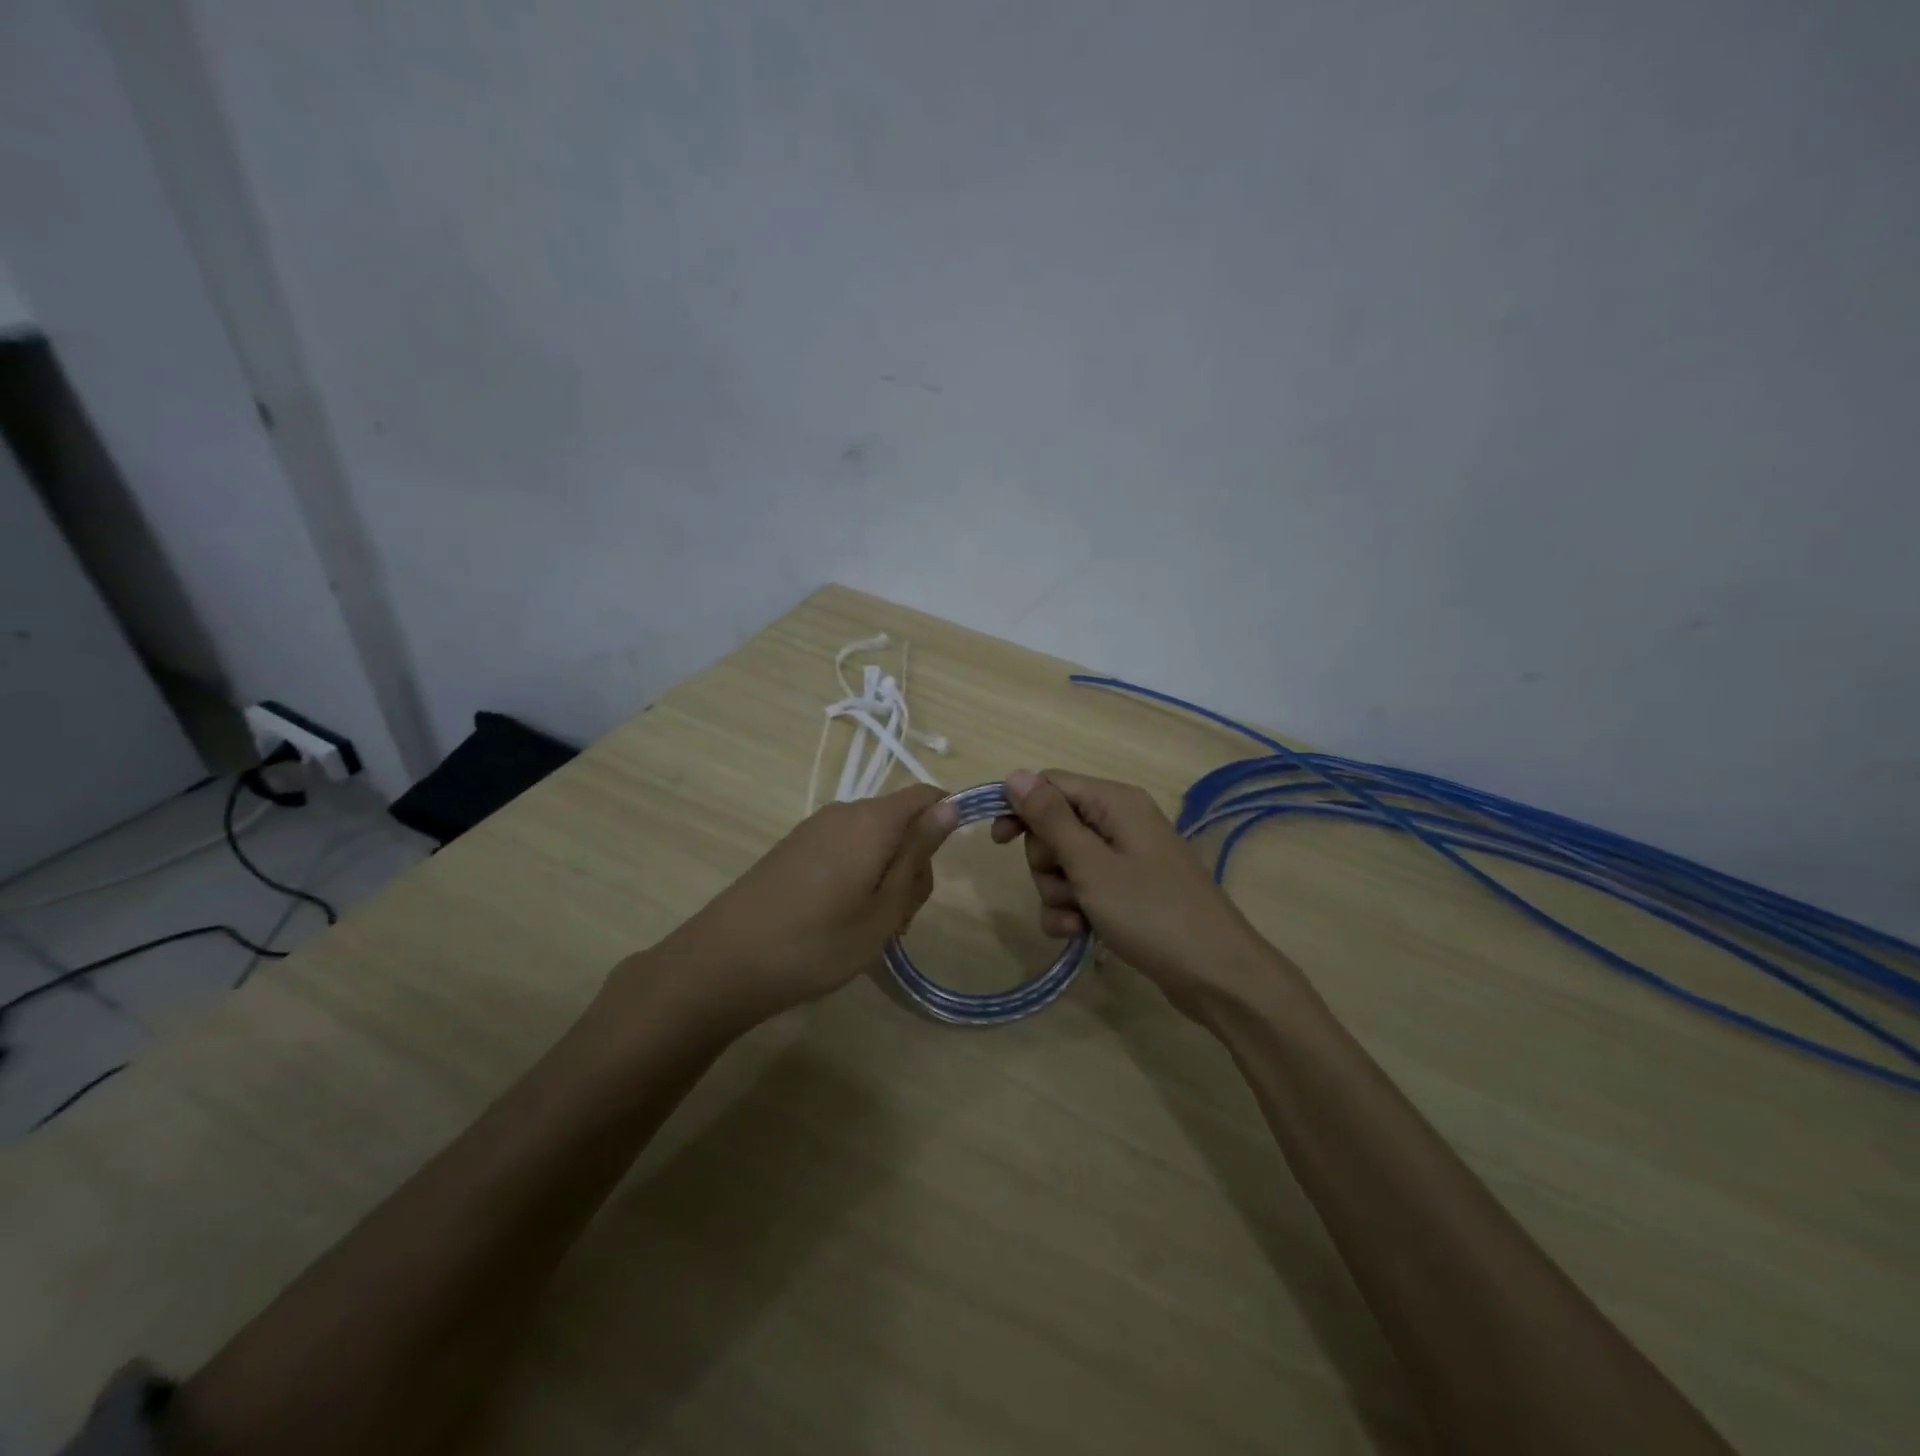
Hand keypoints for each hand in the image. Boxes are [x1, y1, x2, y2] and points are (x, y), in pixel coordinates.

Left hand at [623, 784, 957, 1033]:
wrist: (724, 963)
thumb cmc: (818, 942)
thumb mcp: (884, 908)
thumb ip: (918, 853)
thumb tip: (949, 806)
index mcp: (871, 820)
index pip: (927, 796)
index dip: (947, 822)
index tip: (946, 868)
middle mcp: (843, 813)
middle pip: (901, 823)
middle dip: (913, 865)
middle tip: (899, 919)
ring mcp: (814, 830)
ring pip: (873, 841)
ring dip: (886, 879)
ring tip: (870, 930)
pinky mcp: (794, 850)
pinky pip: (845, 851)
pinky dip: (858, 879)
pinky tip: (841, 921)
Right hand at [992, 769, 1294, 1022]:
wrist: (1214, 974)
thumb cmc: (1150, 912)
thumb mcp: (1090, 865)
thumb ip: (1050, 819)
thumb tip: (1014, 775)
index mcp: (1115, 802)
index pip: (1051, 784)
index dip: (1021, 809)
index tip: (998, 841)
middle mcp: (1120, 822)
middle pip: (1054, 827)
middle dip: (1046, 862)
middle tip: (1066, 885)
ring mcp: (1125, 859)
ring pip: (1064, 864)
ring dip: (1058, 893)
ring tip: (1079, 918)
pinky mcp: (1127, 892)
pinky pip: (1083, 890)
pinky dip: (1074, 911)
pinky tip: (1081, 934)